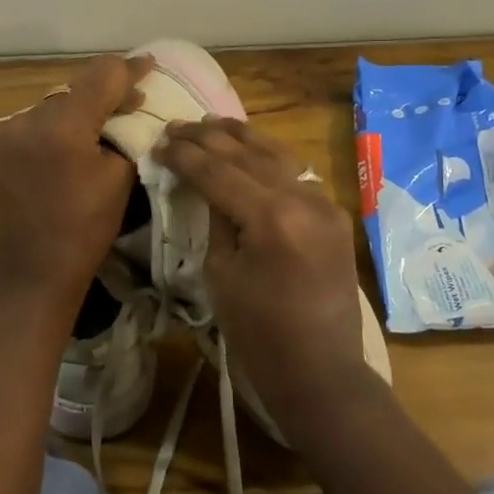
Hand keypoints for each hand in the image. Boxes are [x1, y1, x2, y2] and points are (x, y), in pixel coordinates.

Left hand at [0, 54, 149, 324]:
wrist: (31, 273)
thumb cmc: (85, 231)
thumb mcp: (119, 178)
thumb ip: (127, 133)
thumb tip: (132, 109)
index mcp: (62, 126)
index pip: (103, 76)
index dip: (131, 69)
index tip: (152, 66)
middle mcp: (30, 118)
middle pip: (78, 86)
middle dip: (109, 89)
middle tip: (138, 99)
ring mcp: (10, 130)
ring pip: (59, 101)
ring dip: (85, 105)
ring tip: (110, 119)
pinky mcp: (1, 145)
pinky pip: (41, 119)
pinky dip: (64, 121)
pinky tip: (80, 135)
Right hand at [156, 119, 372, 432]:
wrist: (320, 371)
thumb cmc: (258, 335)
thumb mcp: (221, 274)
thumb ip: (216, 219)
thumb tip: (206, 185)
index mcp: (271, 216)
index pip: (217, 171)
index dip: (184, 155)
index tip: (159, 142)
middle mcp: (303, 198)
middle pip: (247, 154)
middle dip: (208, 138)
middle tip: (177, 127)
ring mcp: (324, 203)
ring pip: (276, 154)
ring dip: (241, 137)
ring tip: (209, 122)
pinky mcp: (333, 214)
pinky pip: (295, 174)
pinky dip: (267, 157)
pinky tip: (247, 148)